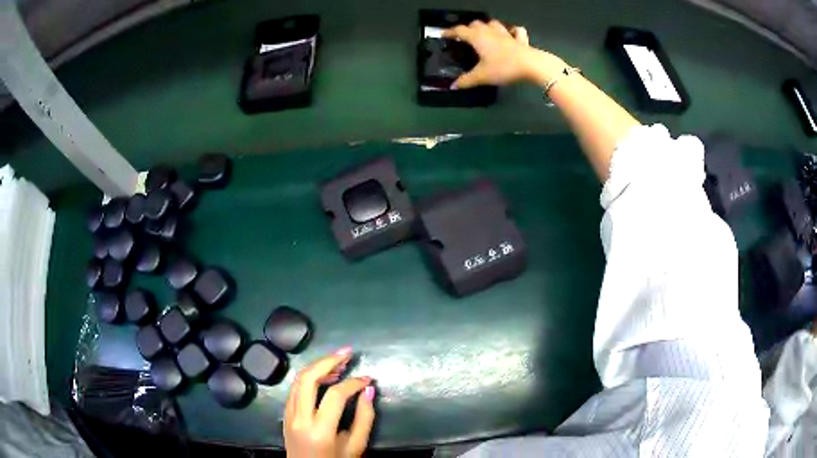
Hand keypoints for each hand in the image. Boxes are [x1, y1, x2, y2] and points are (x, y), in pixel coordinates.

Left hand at [284, 348, 375, 457]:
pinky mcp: (285, 414)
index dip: (354, 383)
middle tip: (347, 352)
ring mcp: (288, 415)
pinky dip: (309, 377)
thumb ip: (365, 418)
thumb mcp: (356, 446)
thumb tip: (369, 390)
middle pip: (307, 378)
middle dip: (328, 361)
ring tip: (339, 363)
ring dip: (318, 366)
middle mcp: (299, 419)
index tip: (368, 379)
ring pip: (297, 380)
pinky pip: (295, 388)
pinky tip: (324, 377)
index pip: (335, 395)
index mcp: (319, 430)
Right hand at [443, 20, 564, 88]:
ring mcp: (507, 34)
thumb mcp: (482, 76)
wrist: (532, 65)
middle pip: (476, 24)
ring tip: (485, 33)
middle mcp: (490, 32)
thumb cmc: (504, 68)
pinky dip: (512, 31)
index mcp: (478, 37)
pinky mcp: (521, 39)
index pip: (459, 31)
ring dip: (487, 26)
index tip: (443, 35)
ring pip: (494, 24)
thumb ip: (466, 80)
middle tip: (465, 36)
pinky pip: (516, 31)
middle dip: (469, 28)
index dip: (450, 32)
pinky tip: (511, 34)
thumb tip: (452, 86)